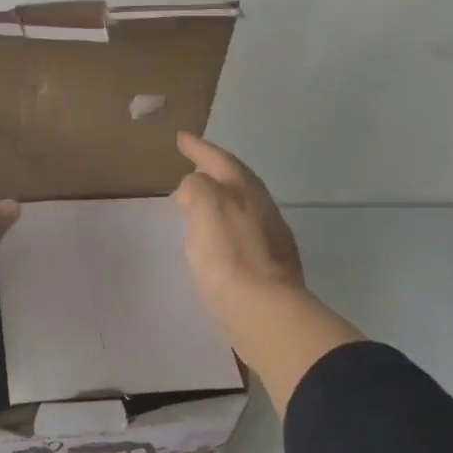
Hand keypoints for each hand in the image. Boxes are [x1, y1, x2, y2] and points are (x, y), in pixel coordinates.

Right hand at [172, 132, 364, 413]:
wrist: (264, 314)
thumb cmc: (230, 257)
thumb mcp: (207, 208)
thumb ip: (198, 188)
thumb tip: (194, 187)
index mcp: (248, 193)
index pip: (222, 161)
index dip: (201, 149)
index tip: (181, 138)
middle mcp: (264, 211)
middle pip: (237, 184)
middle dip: (213, 174)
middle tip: (190, 171)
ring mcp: (270, 241)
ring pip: (241, 210)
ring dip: (219, 202)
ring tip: (195, 207)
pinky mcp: (268, 269)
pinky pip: (240, 236)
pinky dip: (222, 229)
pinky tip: (213, 243)